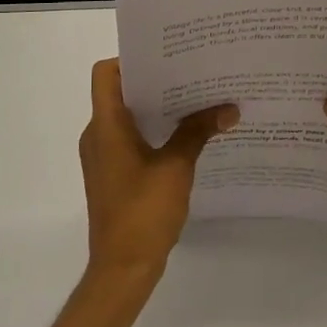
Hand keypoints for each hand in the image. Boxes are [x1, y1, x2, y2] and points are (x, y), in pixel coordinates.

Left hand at [80, 59, 236, 288]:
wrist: (122, 270)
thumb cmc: (143, 212)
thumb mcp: (176, 167)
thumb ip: (198, 132)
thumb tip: (229, 108)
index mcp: (105, 125)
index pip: (106, 73)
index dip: (131, 59)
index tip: (166, 57)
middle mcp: (98, 135)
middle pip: (120, 92)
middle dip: (155, 81)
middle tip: (192, 72)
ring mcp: (103, 156)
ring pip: (127, 117)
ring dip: (156, 107)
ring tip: (195, 99)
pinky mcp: (112, 174)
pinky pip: (129, 139)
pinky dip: (153, 131)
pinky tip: (185, 136)